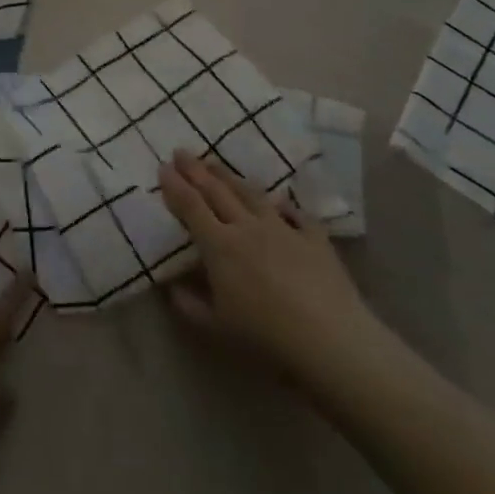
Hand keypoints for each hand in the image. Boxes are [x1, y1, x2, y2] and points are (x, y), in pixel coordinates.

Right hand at [158, 152, 387, 389]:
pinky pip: (296, 214)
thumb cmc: (266, 338)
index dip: (175, 186)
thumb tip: (170, 287)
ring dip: (229, 176)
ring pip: (251, 194)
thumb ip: (189, 305)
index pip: (191, 206)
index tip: (163, 168)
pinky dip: (284, 205)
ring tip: (215, 164)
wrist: (331, 342)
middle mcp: (247, 227)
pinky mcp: (314, 238)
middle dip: (196, 170)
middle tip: (181, 151)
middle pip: (217, 191)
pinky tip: (279, 201)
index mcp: (220, 246)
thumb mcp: (217, 329)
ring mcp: (283, 228)